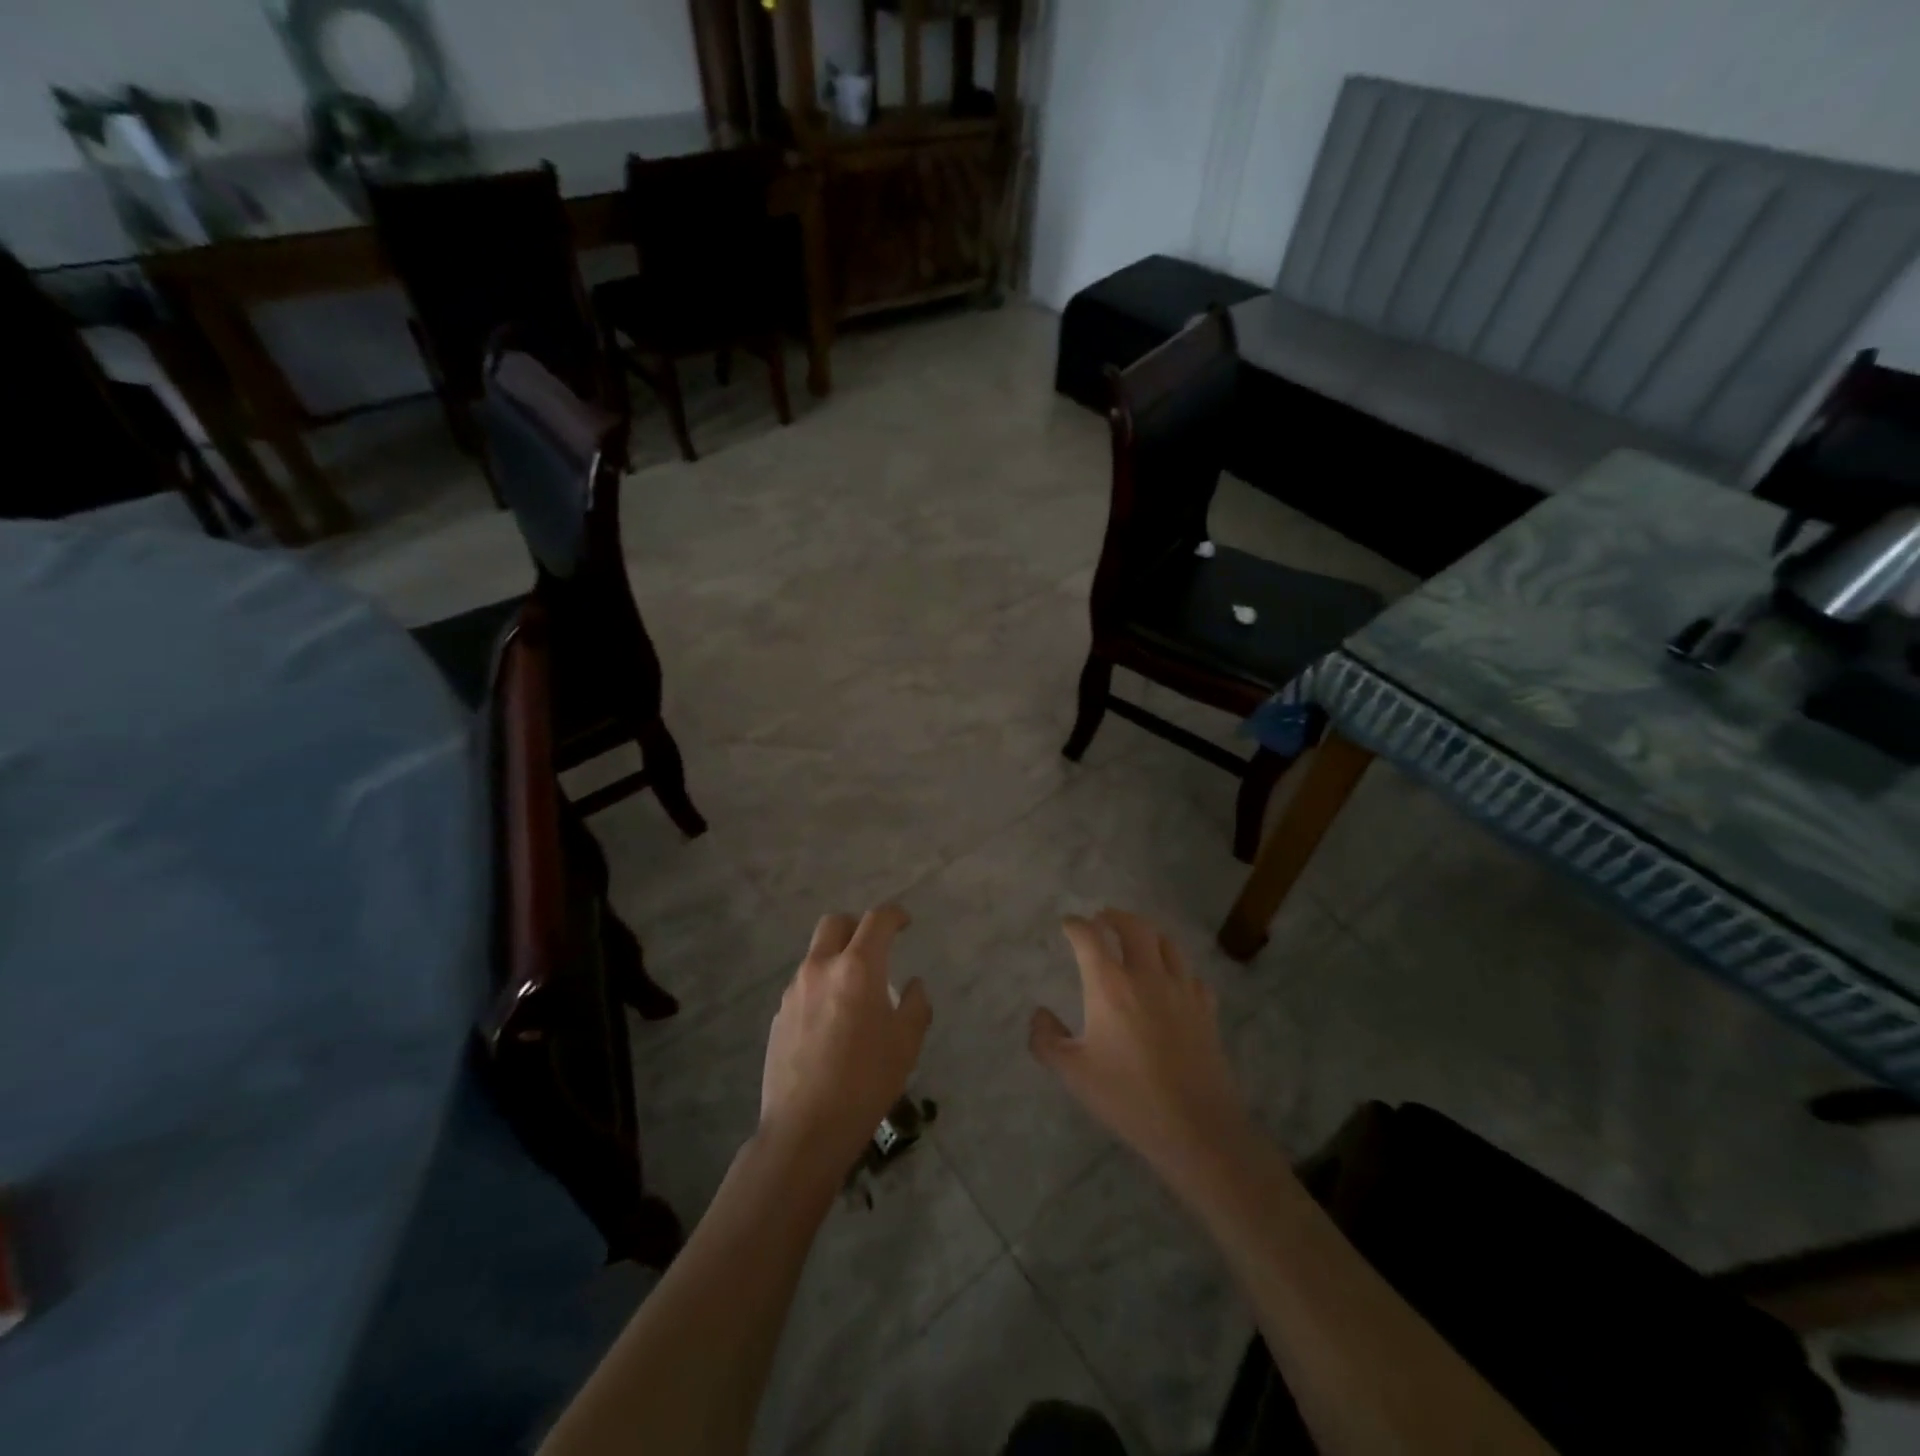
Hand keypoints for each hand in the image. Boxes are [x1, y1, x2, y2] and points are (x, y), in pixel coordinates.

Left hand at [759, 905, 930, 1174]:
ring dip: (837, 959)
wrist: (805, 1129)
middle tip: (875, 946)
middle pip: (835, 923)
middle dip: (857, 926)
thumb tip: (913, 985)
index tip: (905, 923)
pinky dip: (822, 987)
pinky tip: (833, 1022)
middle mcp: (821, 968)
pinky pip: (804, 985)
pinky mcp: (779, 1015)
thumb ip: (916, 1005)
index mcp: (857, 968)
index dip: (894, 915)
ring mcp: (794, 991)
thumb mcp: (906, 1044)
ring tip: (856, 993)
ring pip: (817, 955)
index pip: (876, 920)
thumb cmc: (866, 1082)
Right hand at [1030, 910, 1252, 1186]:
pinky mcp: (1206, 1010)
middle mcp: (1146, 976)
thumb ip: (1047, 1039)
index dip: (1076, 925)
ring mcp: (1181, 990)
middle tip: (1102, 919)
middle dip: (1114, 916)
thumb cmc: (1127, 1097)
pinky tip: (1172, 981)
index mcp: (1109, 985)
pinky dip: (1177, 968)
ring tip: (1137, 940)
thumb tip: (1039, 1014)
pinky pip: (1191, 975)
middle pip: (1134, 926)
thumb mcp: (1073, 1073)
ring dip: (1148, 934)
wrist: (1195, 1127)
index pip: (1089, 937)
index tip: (1068, 924)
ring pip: (1167, 943)